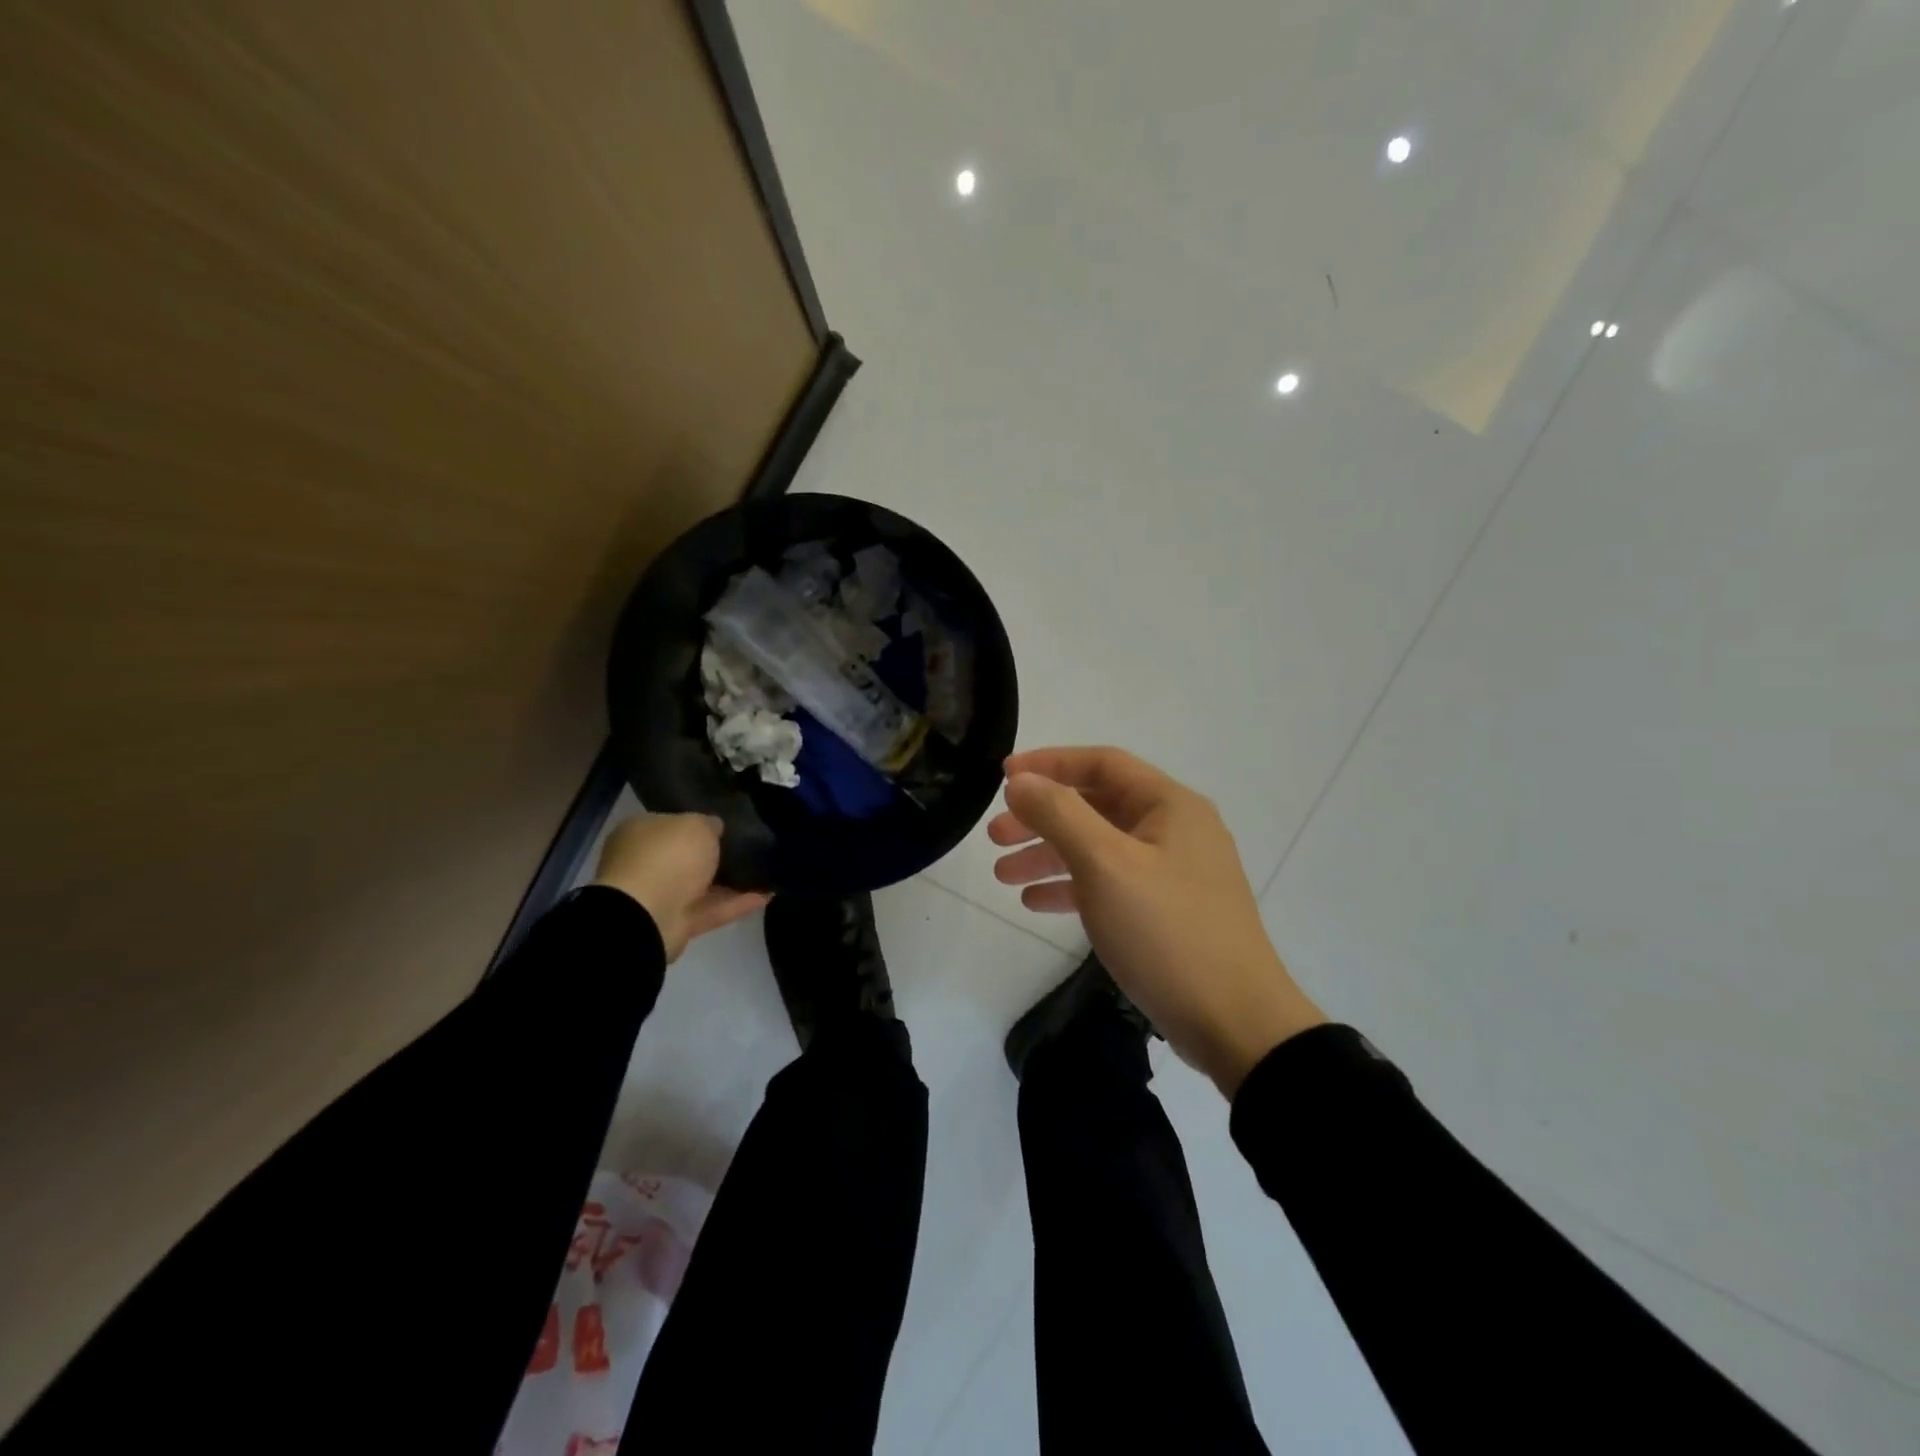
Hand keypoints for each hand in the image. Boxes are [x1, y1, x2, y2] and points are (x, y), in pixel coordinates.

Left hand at [592, 814, 767, 961]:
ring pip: (702, 885)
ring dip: (732, 881)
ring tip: (766, 871)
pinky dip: (738, 903)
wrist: (646, 916)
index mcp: (641, 832)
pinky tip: (768, 893)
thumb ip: (709, 824)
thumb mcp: (696, 825)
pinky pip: (713, 909)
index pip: (672, 823)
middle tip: (750, 846)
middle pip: (686, 856)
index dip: (699, 823)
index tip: (728, 824)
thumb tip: (715, 827)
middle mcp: (646, 863)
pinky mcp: (678, 924)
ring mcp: (661, 896)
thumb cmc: (667, 856)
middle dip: (715, 854)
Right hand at [991, 747, 1325, 1096]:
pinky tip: (1035, 902)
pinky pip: (1111, 885)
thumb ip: (1059, 814)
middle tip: (994, 836)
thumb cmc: (1167, 932)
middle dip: (1042, 817)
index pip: (1102, 763)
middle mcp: (1175, 830)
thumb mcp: (1105, 865)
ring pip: (1099, 849)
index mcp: (1170, 806)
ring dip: (1050, 855)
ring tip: (1003, 875)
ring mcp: (1173, 873)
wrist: (1236, 1025)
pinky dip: (1073, 888)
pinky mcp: (1168, 912)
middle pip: (1096, 806)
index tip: (1002, 778)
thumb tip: (1020, 780)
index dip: (1049, 764)